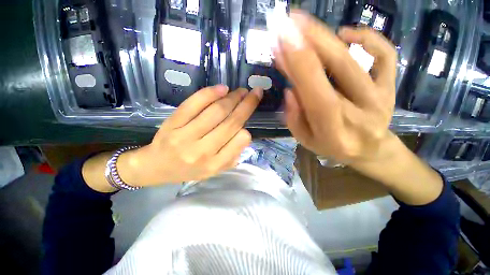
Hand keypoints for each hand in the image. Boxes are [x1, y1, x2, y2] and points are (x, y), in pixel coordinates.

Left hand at [117, 85, 262, 185]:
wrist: (155, 167)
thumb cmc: (189, 170)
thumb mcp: (215, 171)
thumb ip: (232, 156)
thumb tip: (244, 133)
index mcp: (214, 164)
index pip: (239, 141)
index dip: (246, 129)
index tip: (247, 122)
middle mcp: (202, 151)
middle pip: (230, 122)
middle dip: (247, 105)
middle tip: (255, 93)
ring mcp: (185, 135)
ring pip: (216, 111)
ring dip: (233, 97)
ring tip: (241, 91)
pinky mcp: (173, 123)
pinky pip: (194, 103)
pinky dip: (210, 93)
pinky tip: (222, 88)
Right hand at [274, 11, 396, 163]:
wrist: (370, 150)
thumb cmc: (332, 146)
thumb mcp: (305, 140)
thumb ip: (294, 118)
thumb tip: (290, 90)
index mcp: (332, 128)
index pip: (315, 92)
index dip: (298, 64)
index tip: (281, 42)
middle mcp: (359, 110)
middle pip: (336, 68)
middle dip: (309, 41)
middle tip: (288, 23)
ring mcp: (379, 96)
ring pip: (354, 58)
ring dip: (326, 36)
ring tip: (304, 23)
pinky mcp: (390, 86)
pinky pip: (385, 55)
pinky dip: (368, 38)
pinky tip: (345, 34)